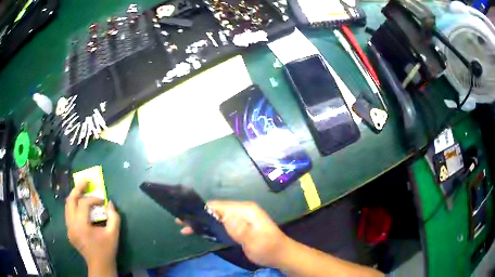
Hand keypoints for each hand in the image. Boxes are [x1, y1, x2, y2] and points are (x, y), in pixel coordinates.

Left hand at [65, 181, 119, 274]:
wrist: (99, 265)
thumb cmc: (107, 250)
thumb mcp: (113, 234)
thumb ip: (114, 217)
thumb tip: (110, 203)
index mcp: (81, 226)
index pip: (84, 204)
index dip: (93, 198)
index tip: (103, 200)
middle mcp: (71, 225)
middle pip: (70, 200)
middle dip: (77, 188)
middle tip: (85, 180)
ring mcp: (68, 228)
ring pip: (67, 205)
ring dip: (74, 196)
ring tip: (82, 190)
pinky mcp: (69, 231)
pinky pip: (68, 213)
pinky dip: (73, 206)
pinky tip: (80, 206)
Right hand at [177, 201, 289, 266]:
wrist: (280, 255)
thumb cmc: (269, 248)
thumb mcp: (256, 241)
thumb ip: (241, 229)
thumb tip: (225, 217)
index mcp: (245, 210)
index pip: (219, 206)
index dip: (202, 210)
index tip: (185, 216)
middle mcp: (241, 211)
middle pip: (215, 211)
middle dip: (198, 217)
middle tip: (180, 223)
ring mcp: (240, 219)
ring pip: (216, 218)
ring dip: (202, 223)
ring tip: (185, 228)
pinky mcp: (239, 227)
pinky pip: (221, 225)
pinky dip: (210, 228)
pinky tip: (199, 231)